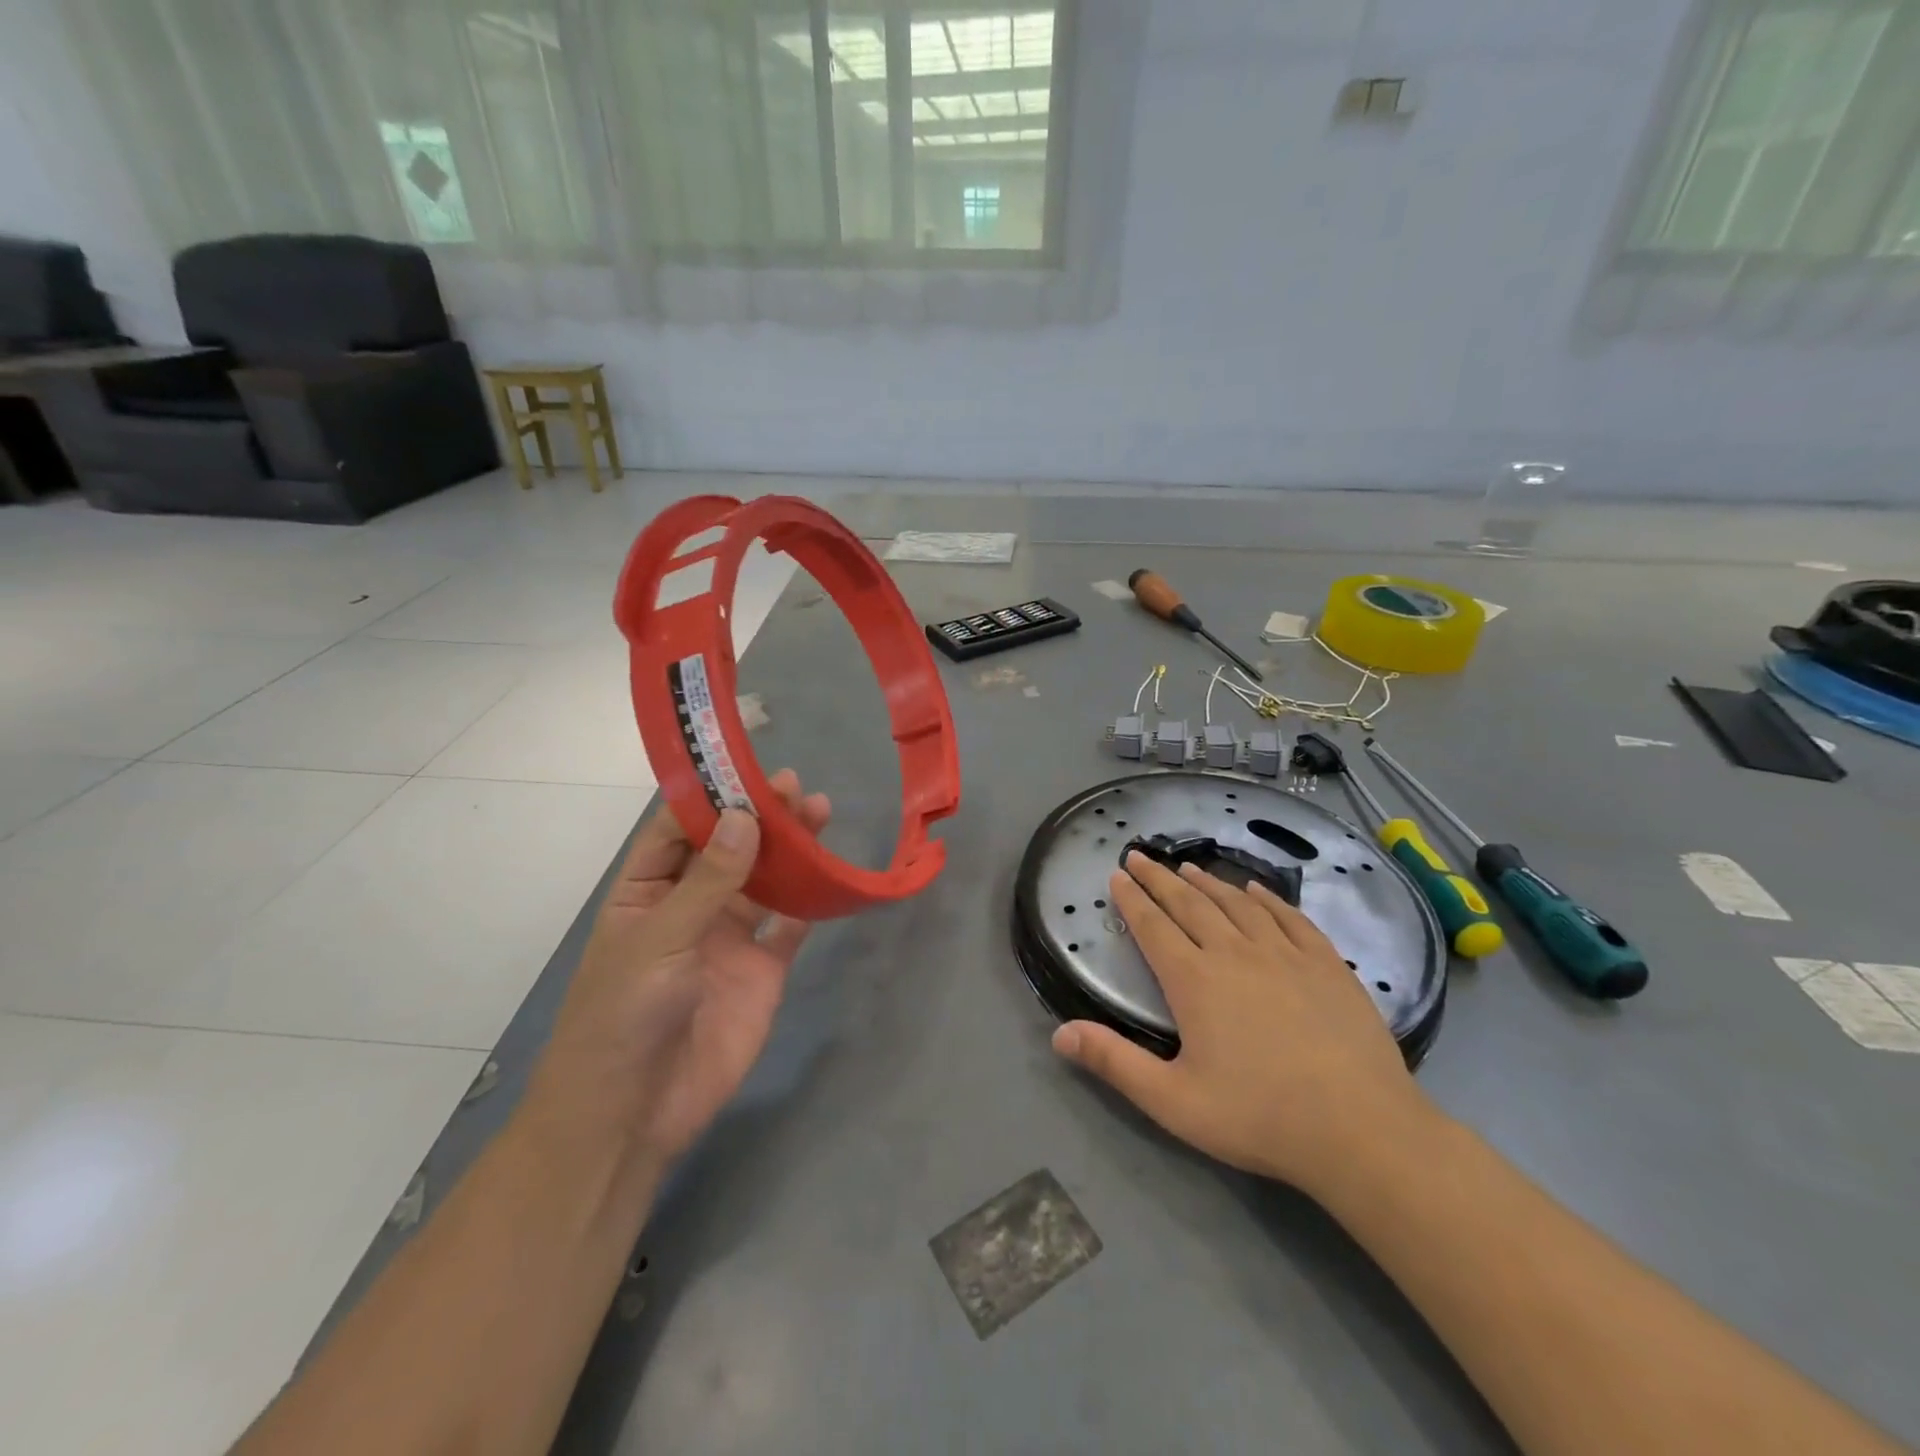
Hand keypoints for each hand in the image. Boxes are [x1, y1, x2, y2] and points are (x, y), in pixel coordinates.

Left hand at [524, 769, 829, 1175]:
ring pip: (765, 880)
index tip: (746, 767)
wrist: (634, 1114)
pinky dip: (811, 899)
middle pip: (729, 849)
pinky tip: (831, 870)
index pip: (677, 831)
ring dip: (790, 849)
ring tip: (819, 812)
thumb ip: (708, 881)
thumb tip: (746, 816)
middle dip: (759, 816)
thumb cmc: (623, 1016)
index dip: (710, 797)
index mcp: (646, 892)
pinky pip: (790, 925)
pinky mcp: (763, 969)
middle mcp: (689, 906)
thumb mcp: (658, 940)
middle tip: (795, 786)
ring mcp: (728, 938)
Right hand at [1051, 853, 1437, 1197]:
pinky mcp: (1327, 965)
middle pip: (1190, 904)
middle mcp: (1235, 953)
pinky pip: (1290, 918)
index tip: (1118, 874)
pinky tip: (1256, 890)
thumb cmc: (1259, 1117)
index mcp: (1195, 981)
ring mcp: (1285, 954)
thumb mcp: (1173, 1101)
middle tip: (1140, 856)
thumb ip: (1114, 1063)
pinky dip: (1267, 899)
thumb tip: (1059, 1034)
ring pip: (1237, 904)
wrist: (1361, 1130)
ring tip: (1188, 867)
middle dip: (1160, 878)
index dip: (1132, 899)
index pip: (1153, 927)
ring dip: (1208, 882)